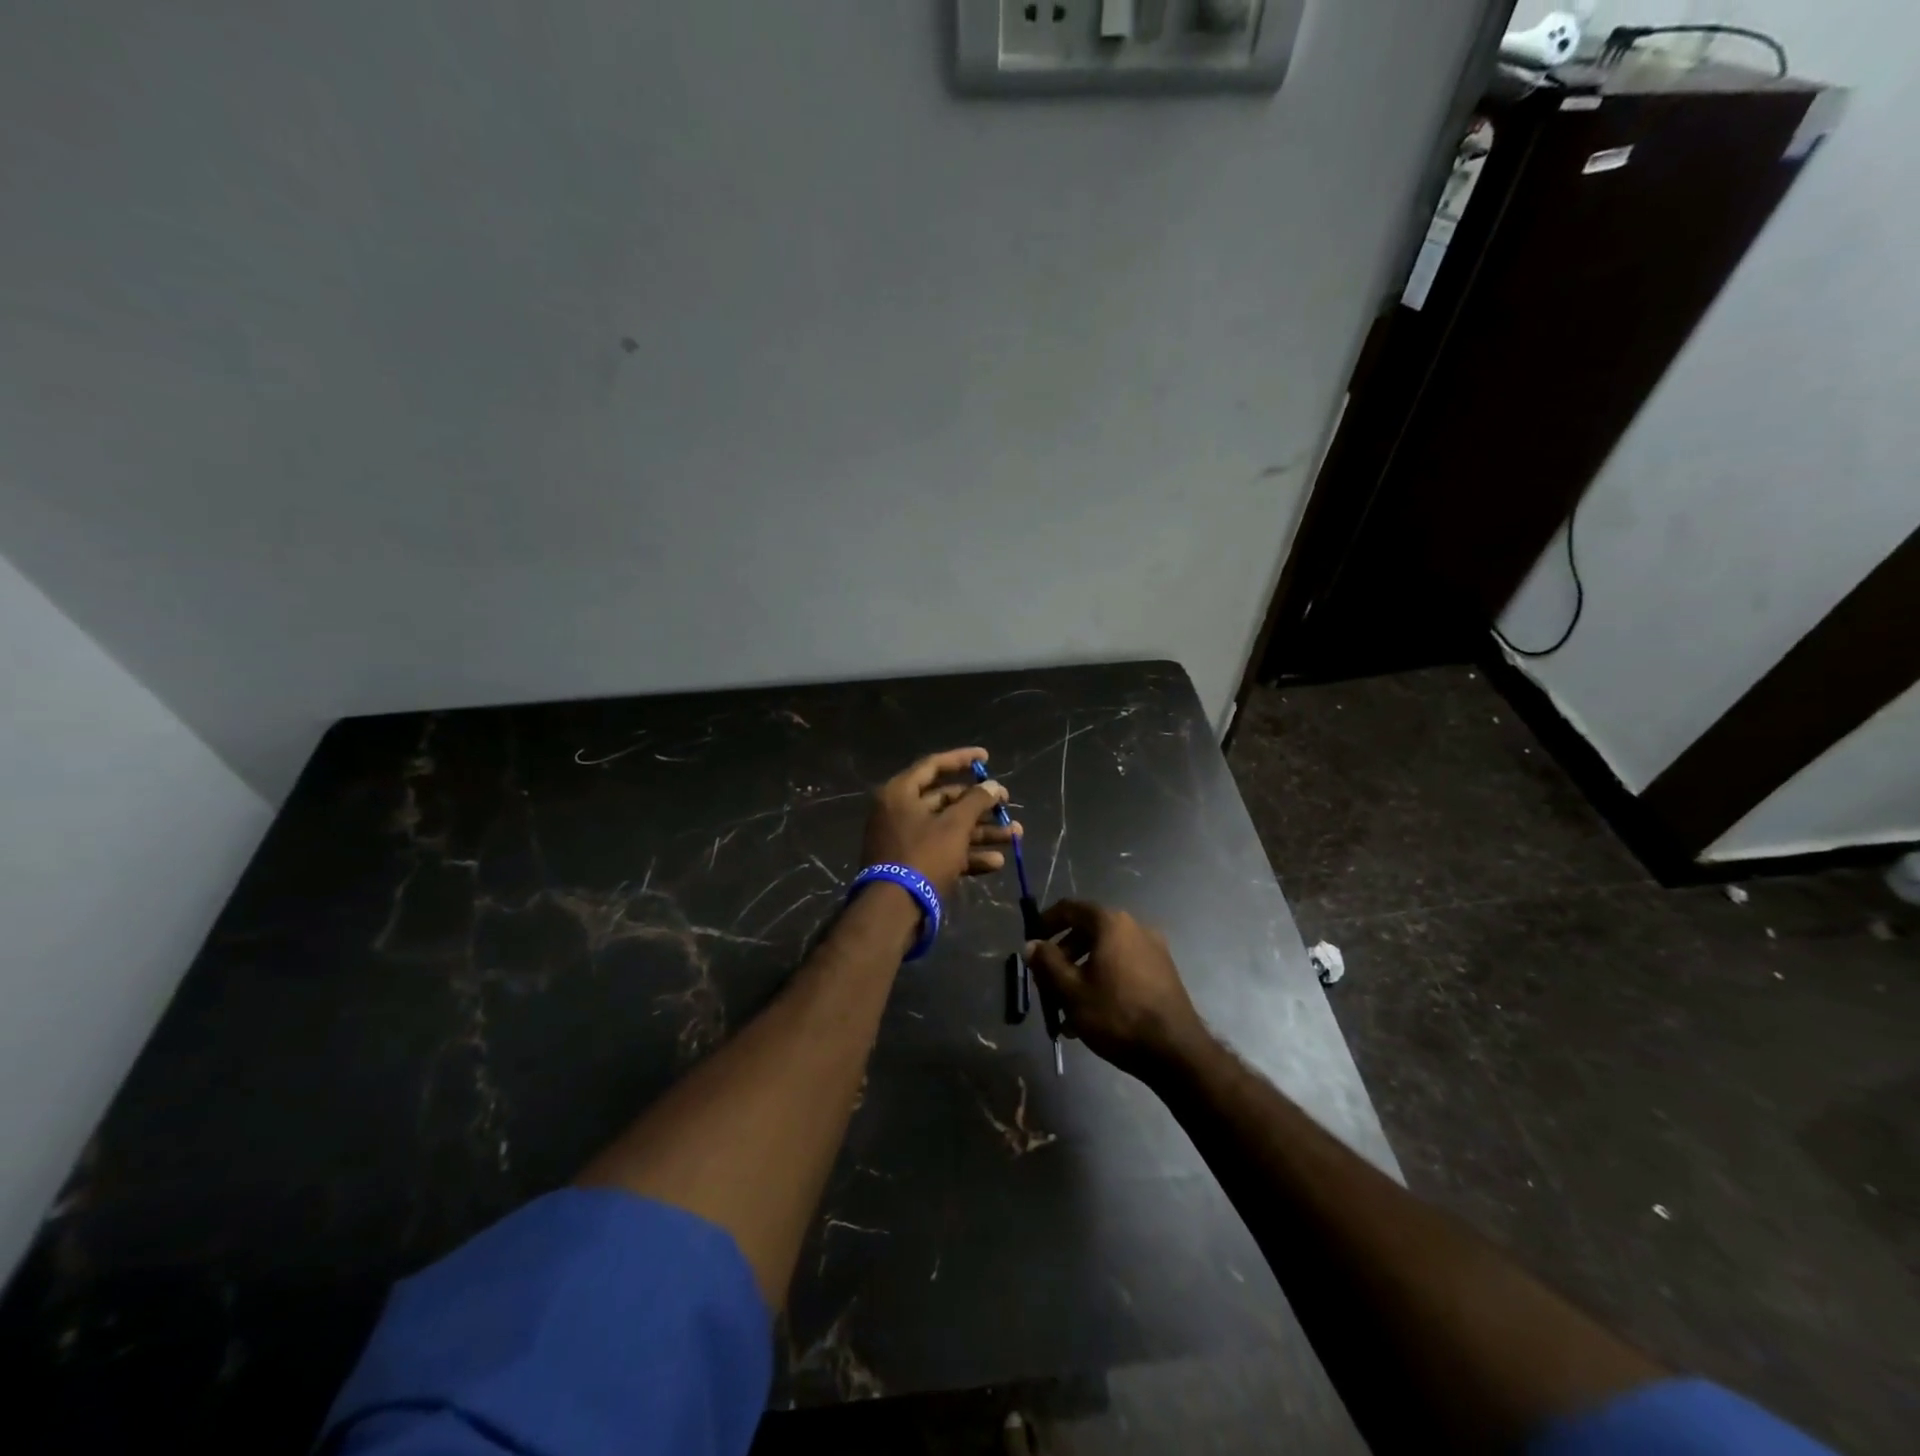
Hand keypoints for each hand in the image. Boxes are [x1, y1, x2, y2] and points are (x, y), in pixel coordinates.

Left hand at [861, 747, 1019, 903]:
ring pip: (949, 828)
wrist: (894, 910)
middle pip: (945, 800)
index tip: (986, 758)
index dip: (962, 759)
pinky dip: (968, 855)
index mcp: (900, 793)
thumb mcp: (954, 825)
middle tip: (1006, 805)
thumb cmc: (923, 856)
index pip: (934, 765)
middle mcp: (900, 812)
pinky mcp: (913, 865)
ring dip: (982, 832)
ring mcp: (905, 840)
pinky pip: (944, 852)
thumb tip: (993, 786)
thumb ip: (976, 801)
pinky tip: (996, 862)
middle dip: (980, 805)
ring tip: (1014, 835)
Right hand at [1024, 900, 1207, 1078]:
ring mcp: (1153, 949)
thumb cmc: (1116, 1015)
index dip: (1046, 921)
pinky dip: (1104, 980)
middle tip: (1047, 981)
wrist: (1176, 1052)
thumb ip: (1047, 963)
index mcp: (1111, 923)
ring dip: (1082, 972)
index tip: (1032, 942)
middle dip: (1064, 955)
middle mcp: (1134, 927)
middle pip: (1088, 931)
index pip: (1070, 908)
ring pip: (1105, 953)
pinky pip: (1123, 967)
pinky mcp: (1163, 973)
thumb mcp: (1071, 991)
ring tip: (1067, 1008)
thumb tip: (1033, 944)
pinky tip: (1093, 1013)